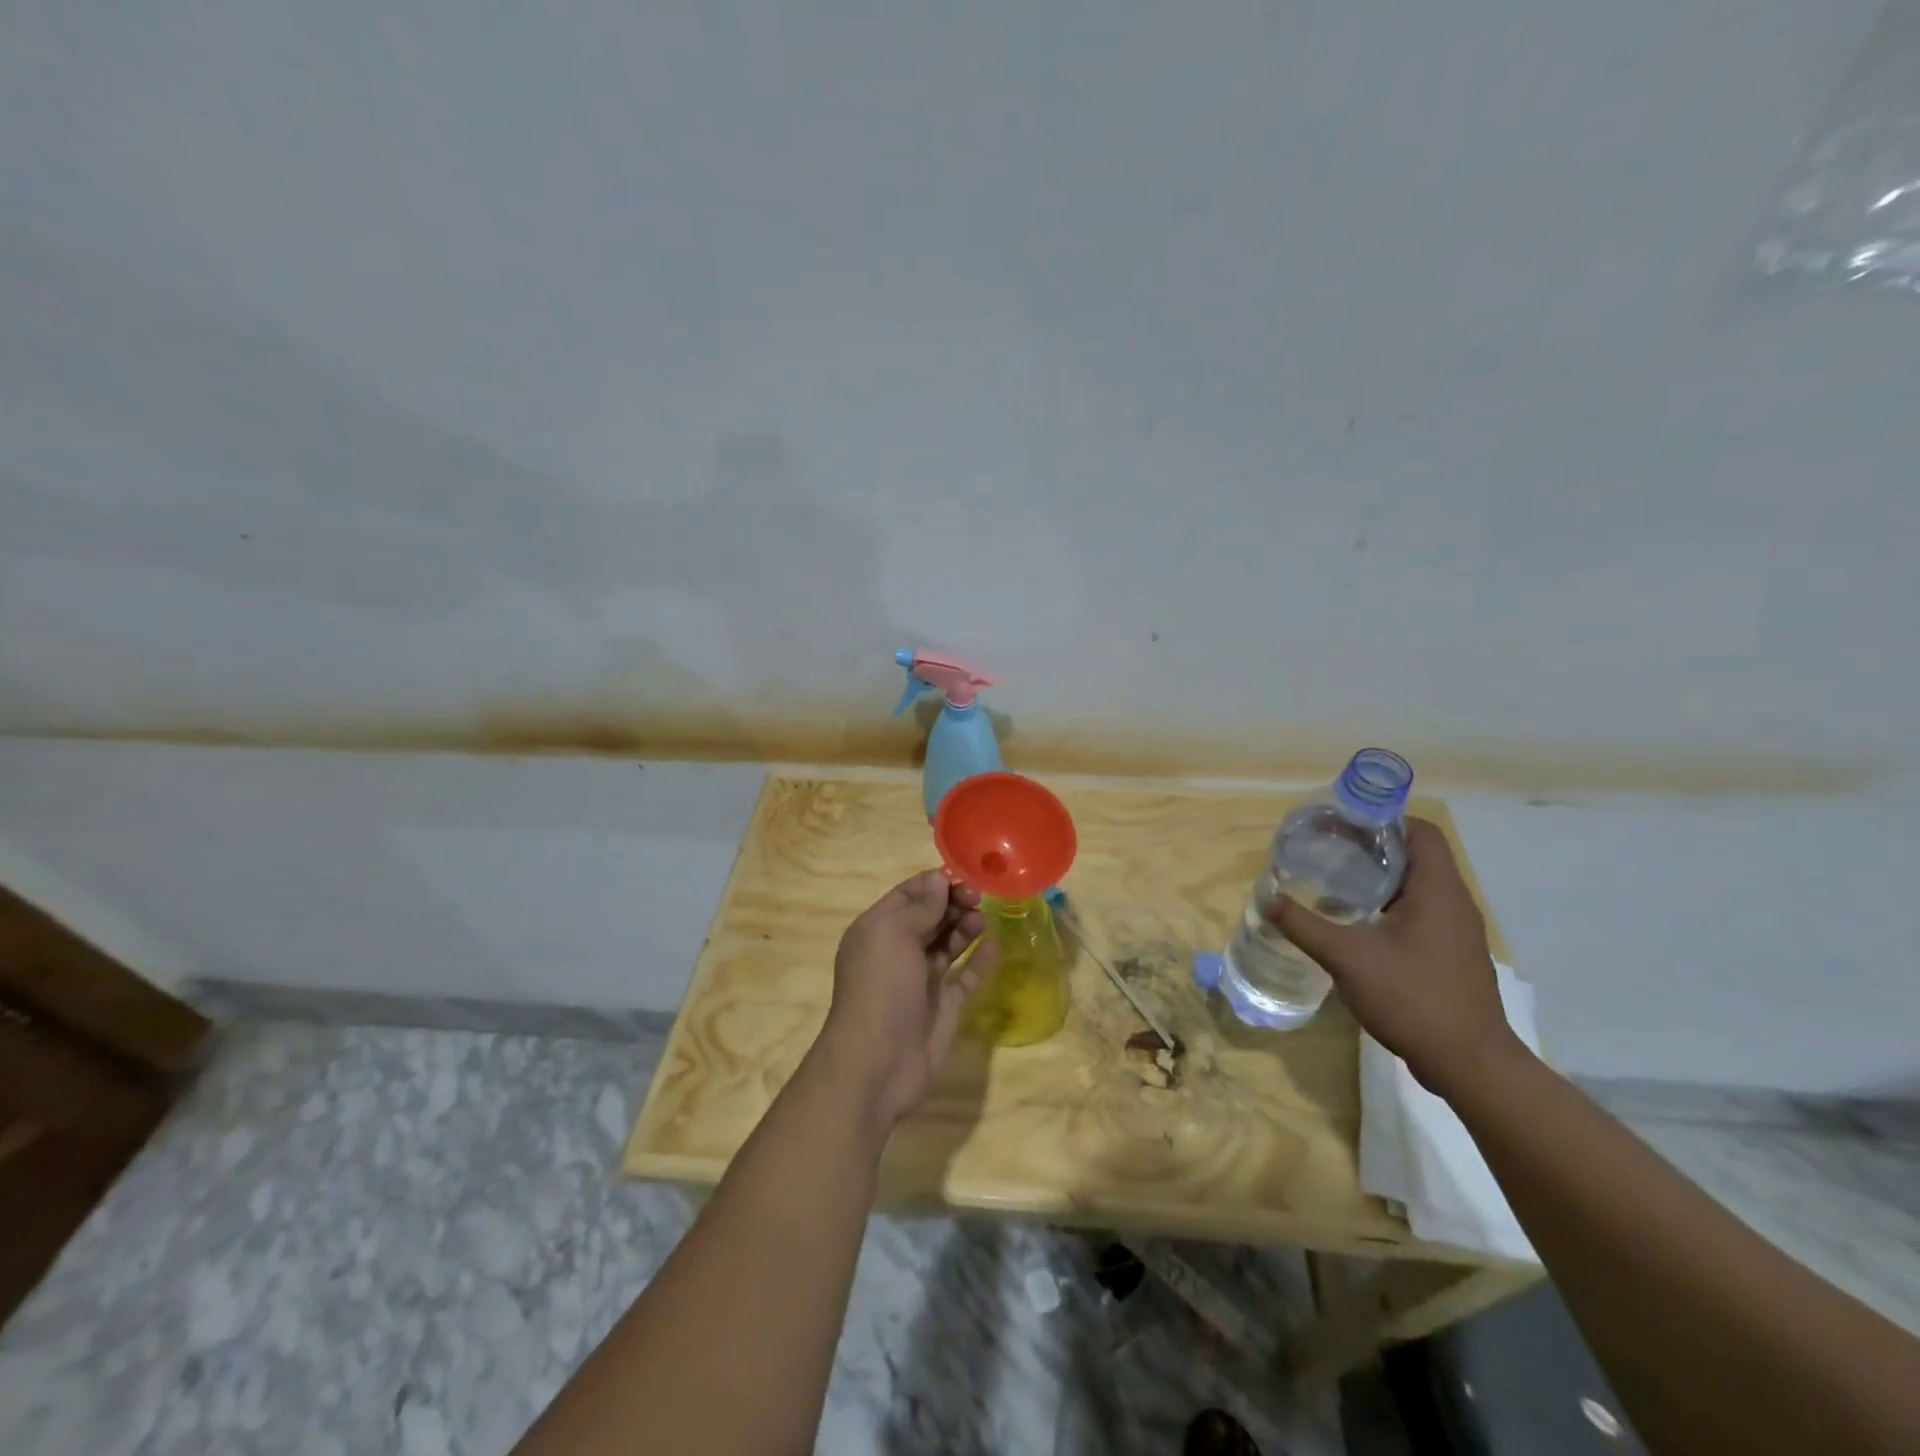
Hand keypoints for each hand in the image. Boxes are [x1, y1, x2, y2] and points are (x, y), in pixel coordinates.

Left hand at [815, 870, 995, 1131]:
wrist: (877, 1064)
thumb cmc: (880, 988)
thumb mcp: (894, 935)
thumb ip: (921, 907)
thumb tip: (939, 880)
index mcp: (878, 929)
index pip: (909, 895)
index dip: (935, 884)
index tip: (964, 879)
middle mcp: (898, 951)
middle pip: (931, 916)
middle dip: (954, 903)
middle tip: (979, 898)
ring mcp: (922, 979)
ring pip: (948, 943)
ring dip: (966, 926)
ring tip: (982, 920)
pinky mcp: (944, 1005)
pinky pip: (965, 975)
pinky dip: (980, 959)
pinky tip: (994, 944)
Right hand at [1274, 818, 1522, 1095]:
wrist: (1469, 1064)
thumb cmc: (1413, 998)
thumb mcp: (1347, 958)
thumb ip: (1304, 925)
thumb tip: (1267, 899)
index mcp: (1438, 890)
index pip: (1420, 831)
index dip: (1383, 819)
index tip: (1342, 822)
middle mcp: (1454, 902)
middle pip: (1416, 855)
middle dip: (1371, 847)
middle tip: (1326, 848)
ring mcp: (1456, 930)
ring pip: (1417, 885)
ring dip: (1378, 877)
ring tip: (1333, 880)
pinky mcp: (1450, 954)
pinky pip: (1420, 911)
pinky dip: (1388, 905)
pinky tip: (1355, 923)